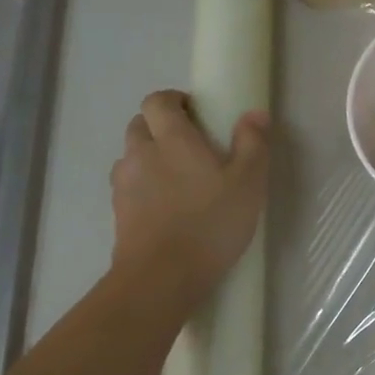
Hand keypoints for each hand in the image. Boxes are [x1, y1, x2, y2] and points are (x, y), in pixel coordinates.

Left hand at [109, 90, 269, 311]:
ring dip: (150, 157)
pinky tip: (166, 206)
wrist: (164, 274)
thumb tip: (255, 113)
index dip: (173, 100)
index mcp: (172, 139)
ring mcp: (124, 183)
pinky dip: (144, 186)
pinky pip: (129, 186)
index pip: (158, 101)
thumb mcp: (248, 184)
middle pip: (140, 124)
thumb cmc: (212, 223)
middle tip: (190, 145)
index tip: (194, 111)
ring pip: (132, 156)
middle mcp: (141, 153)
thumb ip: (252, 145)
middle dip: (161, 126)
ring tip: (178, 179)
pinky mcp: (119, 211)